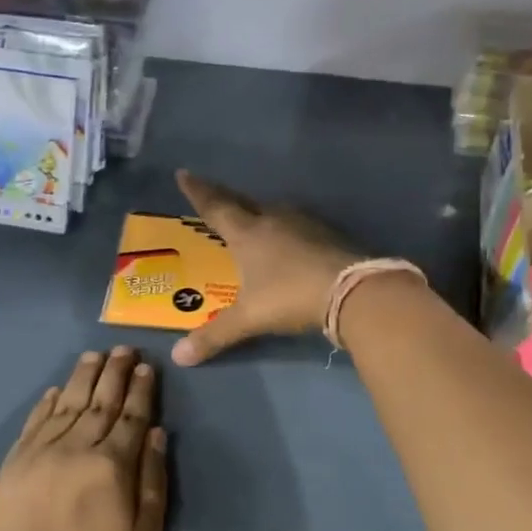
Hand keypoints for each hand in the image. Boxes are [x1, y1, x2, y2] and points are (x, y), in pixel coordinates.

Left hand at [0, 347, 168, 530]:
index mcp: (110, 468)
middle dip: (114, 372)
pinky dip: (46, 403)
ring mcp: (37, 457)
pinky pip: (32, 425)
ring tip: (95, 356)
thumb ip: (152, 479)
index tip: (146, 366)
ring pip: (65, 405)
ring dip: (82, 378)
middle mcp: (73, 451)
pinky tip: (58, 389)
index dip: (140, 390)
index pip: (130, 416)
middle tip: (124, 349)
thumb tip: (154, 431)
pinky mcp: (12, 469)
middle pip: (98, 401)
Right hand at [171, 169, 359, 365]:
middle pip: (244, 203)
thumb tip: (179, 357)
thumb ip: (214, 335)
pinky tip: (290, 240)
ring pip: (275, 212)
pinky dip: (286, 230)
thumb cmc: (290, 296)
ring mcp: (305, 224)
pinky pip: (298, 226)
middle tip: (214, 195)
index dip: (198, 192)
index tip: (184, 173)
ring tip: (252, 219)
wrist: (352, 290)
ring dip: (260, 213)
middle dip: (226, 199)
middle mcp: (274, 219)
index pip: (215, 207)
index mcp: (248, 233)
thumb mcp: (249, 318)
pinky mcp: (328, 235)